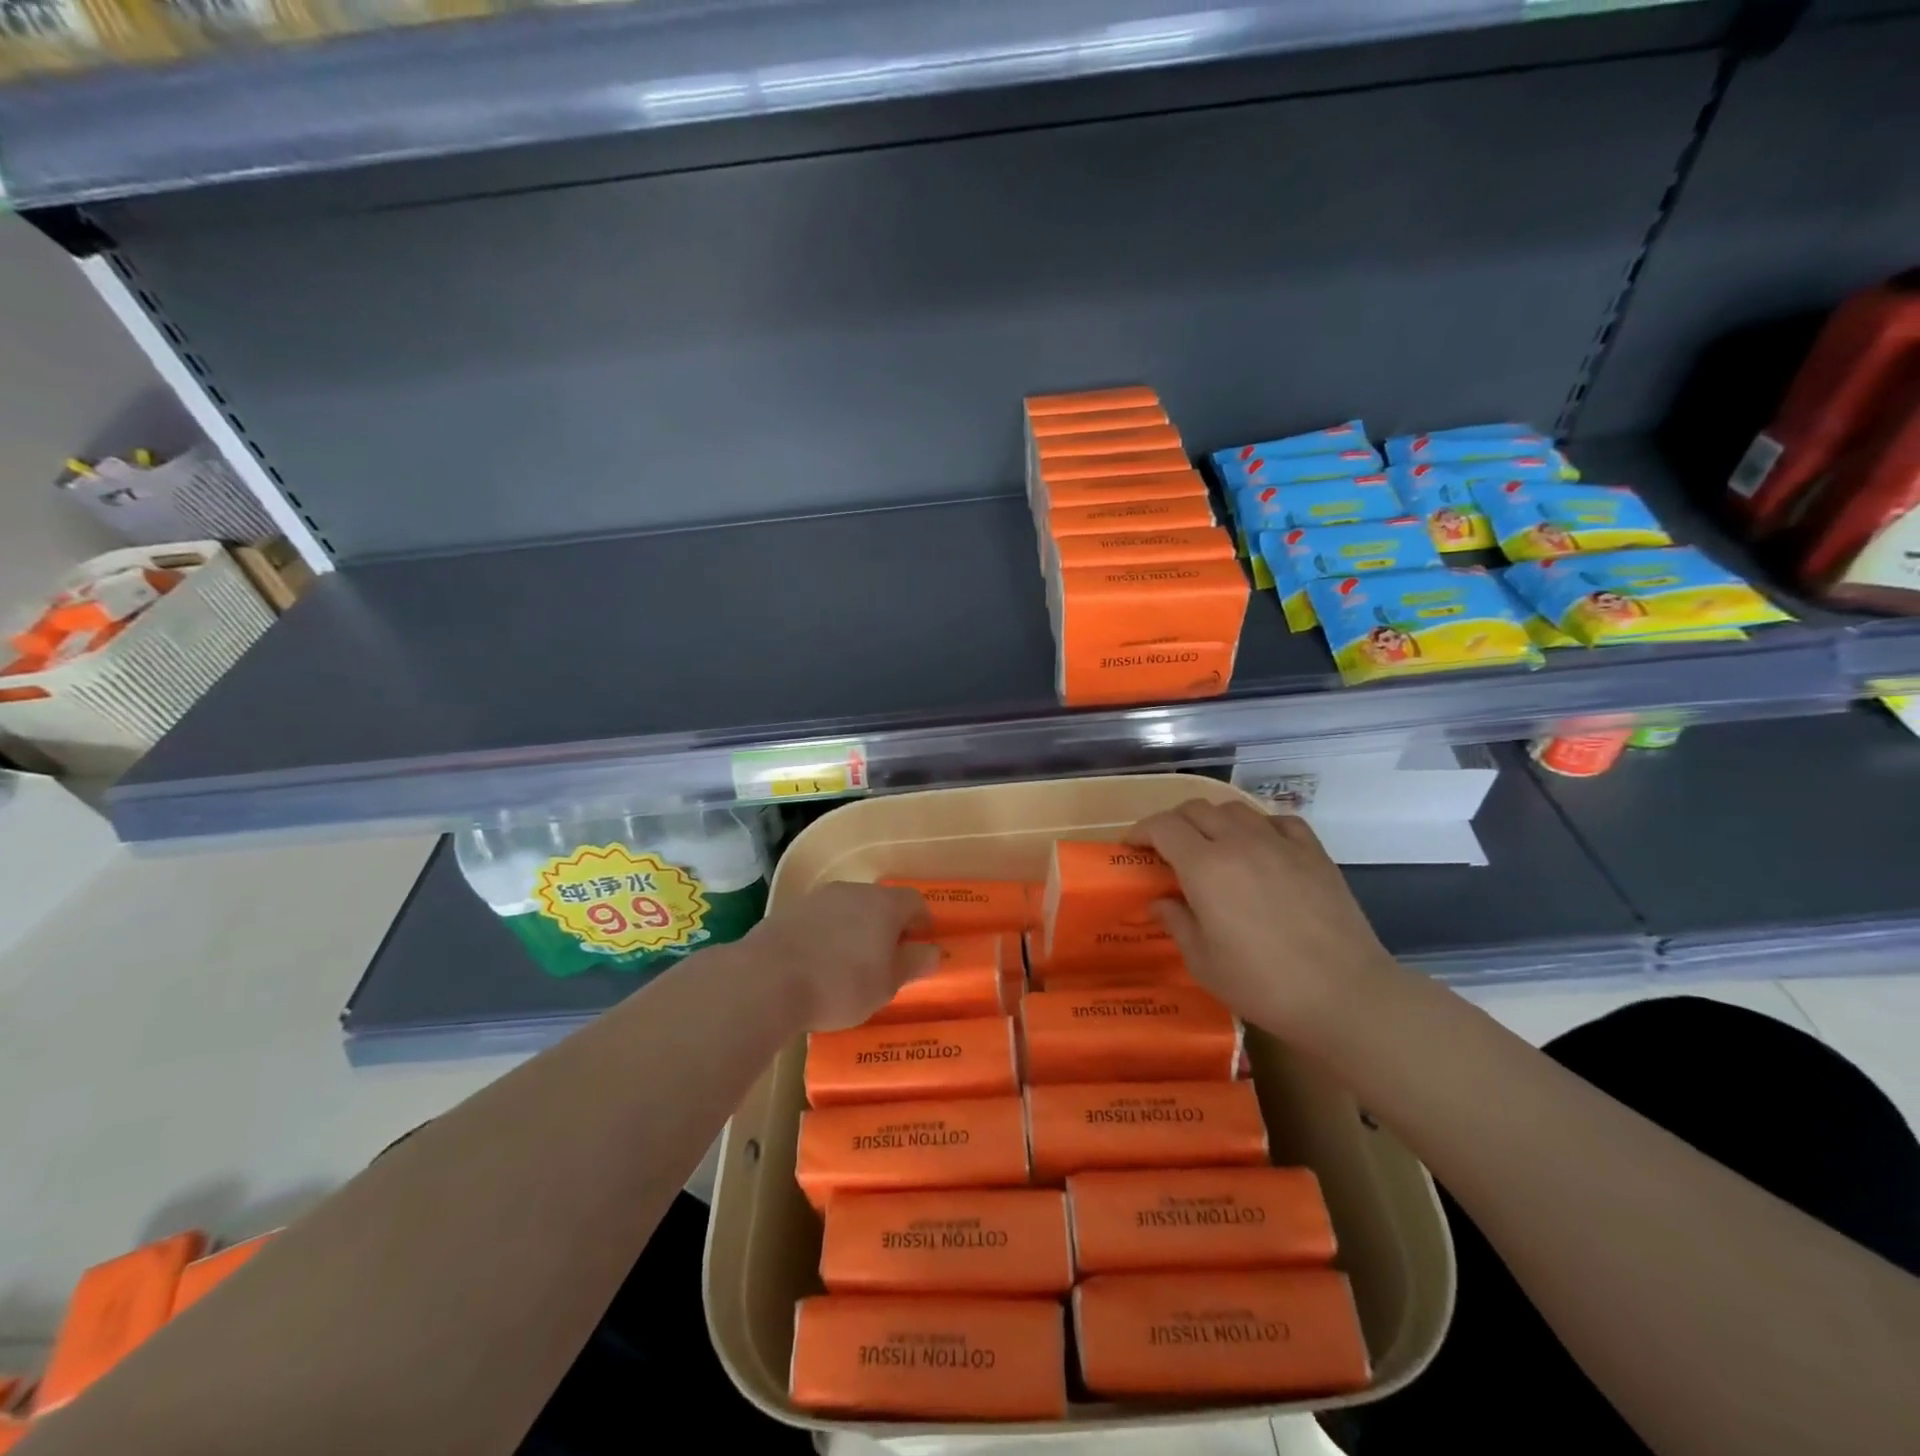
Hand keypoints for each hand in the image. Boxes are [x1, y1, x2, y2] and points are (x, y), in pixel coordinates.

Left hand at [743, 882, 938, 1030]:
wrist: (766, 980)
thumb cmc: (840, 984)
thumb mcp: (886, 984)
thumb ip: (913, 964)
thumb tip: (933, 951)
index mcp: (884, 904)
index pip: (914, 902)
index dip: (921, 923)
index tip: (920, 946)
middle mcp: (853, 891)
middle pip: (879, 903)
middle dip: (886, 927)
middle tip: (886, 959)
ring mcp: (818, 898)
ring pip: (847, 909)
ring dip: (854, 930)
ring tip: (849, 965)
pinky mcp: (789, 911)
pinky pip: (820, 920)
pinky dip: (826, 936)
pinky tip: (817, 964)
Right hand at [1128, 799, 1399, 1043]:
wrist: (1344, 995)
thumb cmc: (1262, 984)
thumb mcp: (1203, 962)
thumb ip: (1176, 922)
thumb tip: (1160, 902)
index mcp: (1205, 867)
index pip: (1162, 826)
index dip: (1141, 832)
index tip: (1132, 848)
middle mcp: (1239, 842)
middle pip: (1195, 809)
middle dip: (1173, 822)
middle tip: (1166, 849)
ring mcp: (1280, 843)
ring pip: (1234, 808)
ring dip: (1213, 820)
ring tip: (1211, 846)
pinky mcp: (1314, 852)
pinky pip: (1278, 821)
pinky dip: (1259, 826)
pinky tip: (1260, 847)